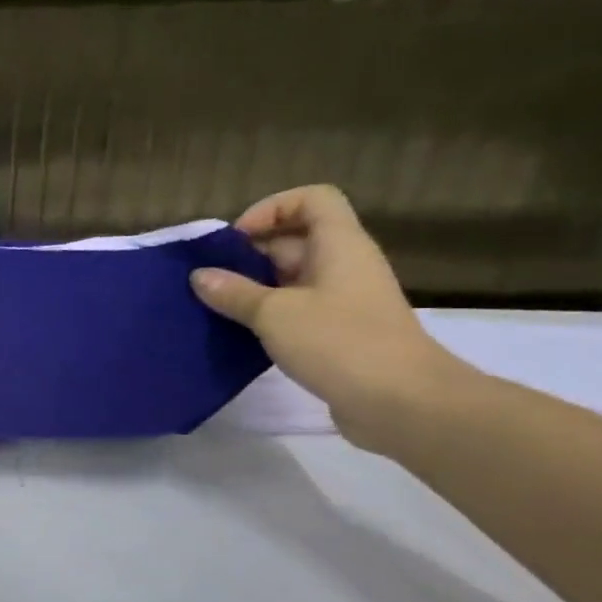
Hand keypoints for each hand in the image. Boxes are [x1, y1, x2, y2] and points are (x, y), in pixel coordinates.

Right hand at [191, 185, 467, 448]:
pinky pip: (297, 307)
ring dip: (254, 286)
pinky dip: (268, 313)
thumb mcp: (274, 314)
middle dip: (251, 252)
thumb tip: (199, 276)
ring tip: (218, 305)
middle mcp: (344, 264)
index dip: (271, 209)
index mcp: (339, 245)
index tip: (237, 240)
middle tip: (213, 277)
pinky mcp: (338, 331)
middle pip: (296, 238)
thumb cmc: (339, 343)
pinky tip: (241, 332)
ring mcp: (344, 299)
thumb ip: (233, 292)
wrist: (402, 402)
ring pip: (292, 276)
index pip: (311, 199)